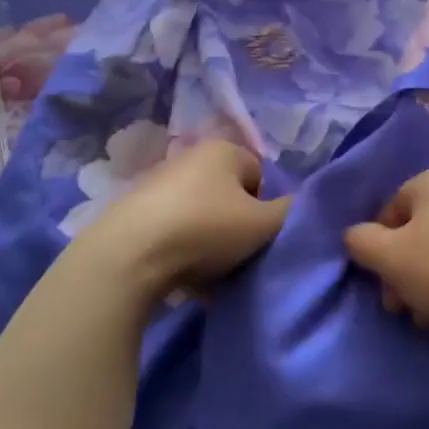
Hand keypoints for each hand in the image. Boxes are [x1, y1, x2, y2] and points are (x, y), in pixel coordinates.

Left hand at [76, 140, 290, 298]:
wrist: (128, 256)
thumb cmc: (206, 229)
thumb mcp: (264, 224)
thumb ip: (292, 213)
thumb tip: (300, 208)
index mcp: (224, 150)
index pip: (261, 176)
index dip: (266, 208)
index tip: (259, 236)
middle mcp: (191, 158)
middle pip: (231, 198)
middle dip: (237, 228)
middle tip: (239, 257)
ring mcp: (159, 185)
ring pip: (202, 218)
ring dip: (211, 245)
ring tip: (211, 274)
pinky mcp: (135, 214)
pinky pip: (174, 234)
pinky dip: (183, 253)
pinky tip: (185, 279)